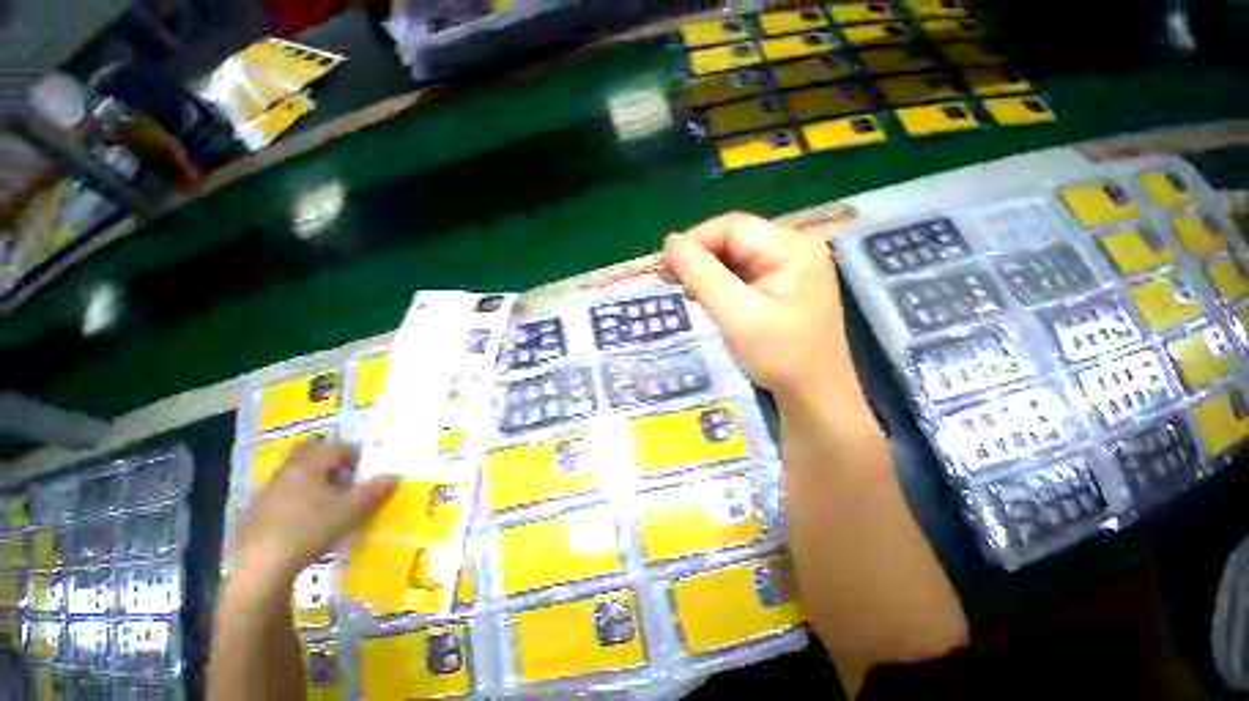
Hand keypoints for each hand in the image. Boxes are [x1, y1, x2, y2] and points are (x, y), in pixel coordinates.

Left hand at [225, 440, 398, 592]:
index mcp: (310, 465)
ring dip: (312, 479)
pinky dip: (296, 498)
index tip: (367, 468)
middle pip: (308, 452)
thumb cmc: (310, 529)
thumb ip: (374, 490)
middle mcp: (287, 471)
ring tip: (329, 501)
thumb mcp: (351, 510)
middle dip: (329, 459)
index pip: (336, 446)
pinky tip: (305, 521)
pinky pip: (281, 494)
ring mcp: (267, 492)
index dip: (355, 453)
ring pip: (294, 473)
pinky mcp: (255, 513)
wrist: (260, 567)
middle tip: (346, 476)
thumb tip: (395, 475)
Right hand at [661, 212, 852, 404]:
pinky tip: (710, 299)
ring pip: (738, 257)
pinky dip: (723, 284)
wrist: (815, 396)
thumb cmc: (779, 356)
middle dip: (700, 258)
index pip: (733, 227)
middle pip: (736, 239)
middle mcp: (796, 249)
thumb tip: (670, 243)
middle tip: (671, 282)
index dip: (694, 241)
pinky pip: (747, 274)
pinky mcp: (786, 286)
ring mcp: (793, 268)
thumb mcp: (735, 315)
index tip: (665, 267)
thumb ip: (702, 275)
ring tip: (688, 293)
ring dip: (709, 272)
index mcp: (791, 248)